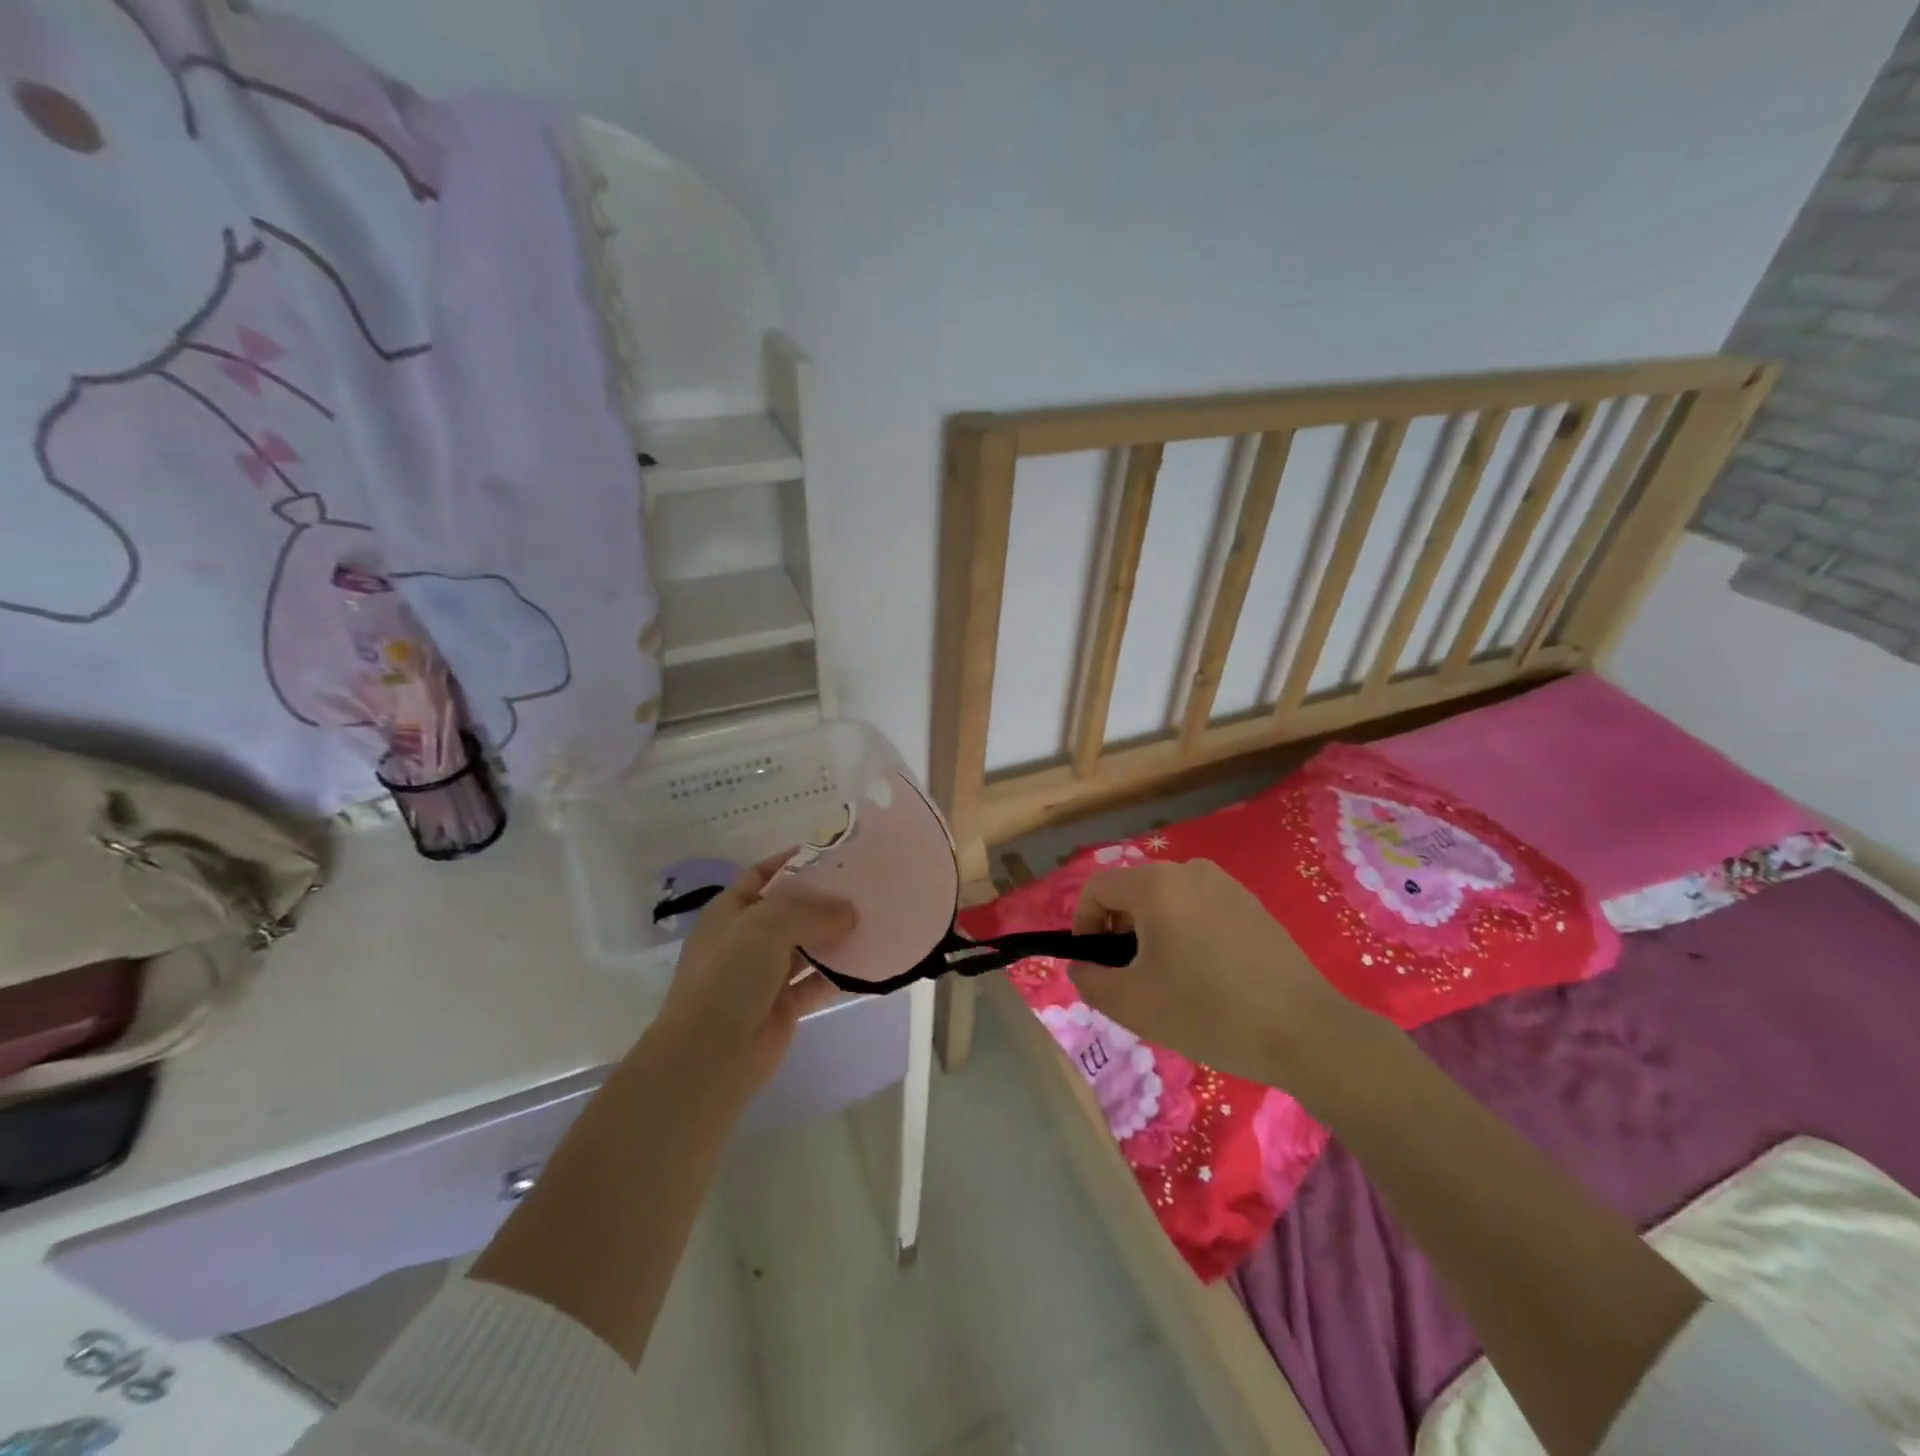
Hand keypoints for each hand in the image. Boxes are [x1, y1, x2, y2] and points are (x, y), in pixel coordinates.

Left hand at [656, 852, 856, 1087]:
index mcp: (731, 910)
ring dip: (838, 935)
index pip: (765, 874)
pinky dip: (842, 972)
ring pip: (808, 945)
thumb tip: (850, 913)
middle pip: (792, 909)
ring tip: (877, 918)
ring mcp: (765, 973)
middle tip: (867, 887)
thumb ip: (812, 911)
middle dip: (825, 898)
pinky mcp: (784, 1004)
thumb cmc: (730, 975)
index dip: (795, 861)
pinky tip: (871, 960)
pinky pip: (818, 980)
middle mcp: (747, 938)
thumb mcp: (768, 925)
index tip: (835, 853)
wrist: (710, 1054)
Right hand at [1069, 859, 1370, 1091]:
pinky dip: (1185, 931)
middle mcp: (1190, 870)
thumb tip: (1081, 966)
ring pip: (1167, 899)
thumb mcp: (1134, 1004)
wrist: (1305, 1032)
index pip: (1098, 888)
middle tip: (1128, 977)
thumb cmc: (1209, 1013)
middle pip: (1133, 891)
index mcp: (1157, 885)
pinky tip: (1204, 974)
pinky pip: (1199, 907)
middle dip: (1118, 930)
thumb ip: (1090, 981)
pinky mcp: (1251, 904)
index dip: (1082, 923)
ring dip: (1152, 931)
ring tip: (1166, 979)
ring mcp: (1226, 884)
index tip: (1092, 964)